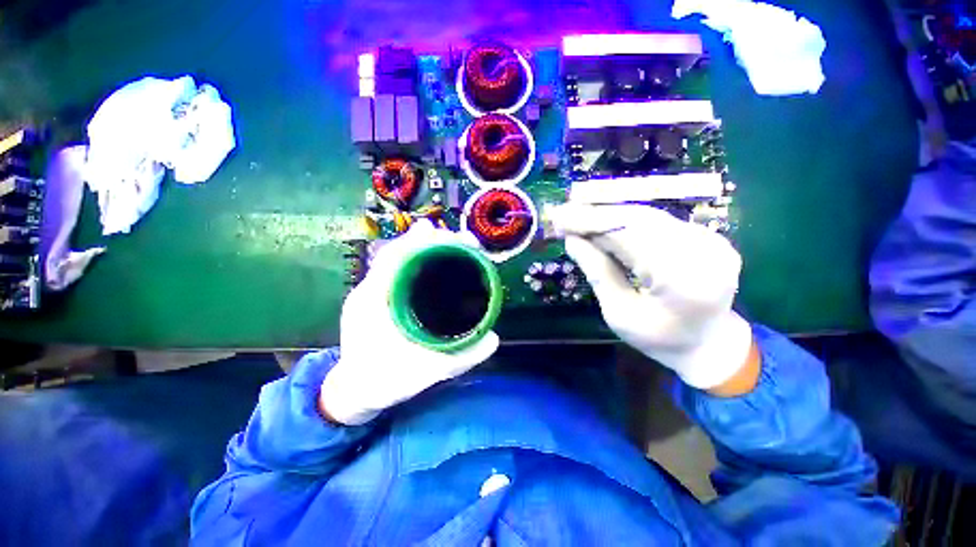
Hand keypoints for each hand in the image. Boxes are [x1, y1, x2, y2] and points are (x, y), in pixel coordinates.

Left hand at [320, 221, 499, 424]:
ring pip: (398, 259)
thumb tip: (495, 339)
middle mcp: (371, 289)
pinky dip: (417, 261)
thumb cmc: (386, 381)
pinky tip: (436, 263)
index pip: (396, 257)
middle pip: (399, 252)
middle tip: (461, 240)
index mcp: (375, 301)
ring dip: (424, 248)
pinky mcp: (378, 296)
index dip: (423, 241)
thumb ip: (461, 358)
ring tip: (453, 245)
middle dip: (429, 241)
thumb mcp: (426, 372)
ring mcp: (372, 291)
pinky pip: (397, 271)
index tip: (451, 236)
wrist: (356, 390)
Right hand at [549, 204, 753, 389]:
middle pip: (639, 219)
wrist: (709, 344)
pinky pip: (658, 221)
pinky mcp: (708, 236)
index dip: (591, 222)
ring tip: (578, 218)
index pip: (630, 234)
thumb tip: (572, 240)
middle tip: (564, 215)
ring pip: (648, 216)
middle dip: (597, 215)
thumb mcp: (619, 313)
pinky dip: (626, 221)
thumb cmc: (659, 339)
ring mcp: (711, 240)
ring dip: (609, 216)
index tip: (559, 218)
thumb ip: (597, 273)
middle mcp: (704, 251)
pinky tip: (605, 225)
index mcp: (682, 278)